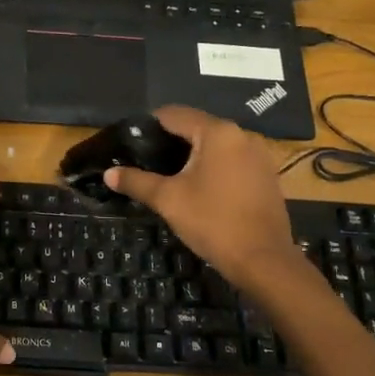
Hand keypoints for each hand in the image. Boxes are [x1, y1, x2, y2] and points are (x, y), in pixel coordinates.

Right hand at [103, 105, 304, 292]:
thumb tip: (108, 174)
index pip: (174, 114)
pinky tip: (199, 186)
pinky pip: (231, 160)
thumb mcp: (168, 200)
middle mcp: (241, 135)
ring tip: (168, 173)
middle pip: (196, 126)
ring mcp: (258, 155)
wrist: (264, 261)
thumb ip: (136, 182)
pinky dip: (212, 166)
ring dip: (192, 154)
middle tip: (145, 159)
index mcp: (217, 133)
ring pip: (215, 144)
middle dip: (170, 140)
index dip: (149, 124)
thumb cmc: (213, 222)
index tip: (131, 140)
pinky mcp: (266, 175)